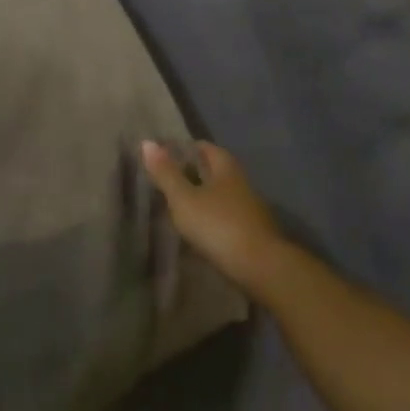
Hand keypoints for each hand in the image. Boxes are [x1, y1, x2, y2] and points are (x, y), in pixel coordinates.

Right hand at [141, 140, 296, 294]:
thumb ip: (166, 173)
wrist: (262, 268)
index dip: (185, 148)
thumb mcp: (184, 199)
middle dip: (192, 173)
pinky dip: (211, 218)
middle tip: (166, 179)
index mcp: (226, 169)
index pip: (205, 148)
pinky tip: (197, 229)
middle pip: (215, 171)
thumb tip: (147, 142)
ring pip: (221, 195)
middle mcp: (241, 184)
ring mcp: (250, 210)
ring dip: (202, 197)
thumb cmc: (219, 225)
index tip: (164, 155)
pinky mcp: (252, 233)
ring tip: (177, 205)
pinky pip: (226, 217)